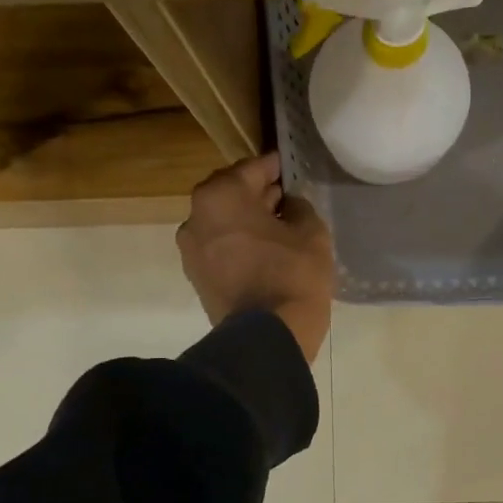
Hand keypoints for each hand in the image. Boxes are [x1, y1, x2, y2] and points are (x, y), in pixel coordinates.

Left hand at [177, 153, 334, 363]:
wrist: (266, 336)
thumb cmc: (292, 274)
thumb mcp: (311, 232)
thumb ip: (299, 208)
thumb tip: (288, 206)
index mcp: (220, 195)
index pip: (251, 169)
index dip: (274, 167)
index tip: (288, 166)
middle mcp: (196, 217)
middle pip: (231, 195)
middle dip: (257, 195)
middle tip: (285, 198)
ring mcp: (191, 251)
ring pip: (223, 224)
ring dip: (246, 222)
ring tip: (277, 229)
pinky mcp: (197, 279)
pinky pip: (221, 249)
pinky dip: (238, 245)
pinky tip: (264, 253)